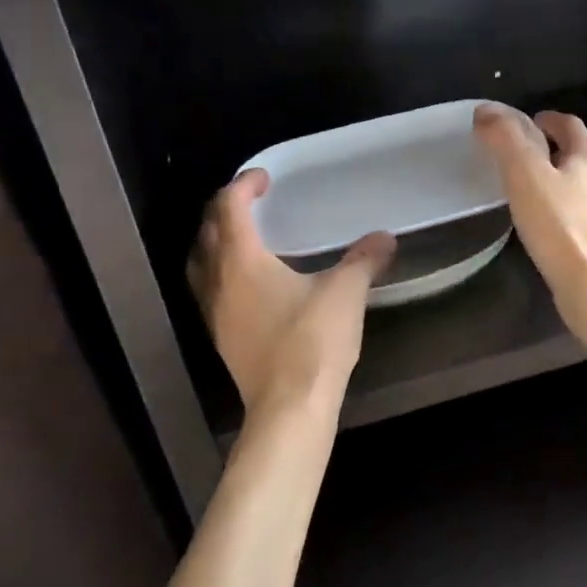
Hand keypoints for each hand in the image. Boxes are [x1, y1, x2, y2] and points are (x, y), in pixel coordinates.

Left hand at [187, 169, 395, 412]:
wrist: (289, 407)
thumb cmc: (313, 341)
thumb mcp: (346, 293)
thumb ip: (364, 260)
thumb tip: (385, 238)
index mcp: (242, 261)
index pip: (229, 207)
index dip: (243, 186)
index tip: (264, 178)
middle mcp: (218, 281)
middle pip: (207, 233)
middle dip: (224, 210)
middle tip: (251, 203)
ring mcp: (214, 313)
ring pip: (201, 264)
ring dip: (215, 243)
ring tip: (241, 239)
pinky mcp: (221, 338)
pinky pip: (209, 291)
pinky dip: (221, 274)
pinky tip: (248, 286)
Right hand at [473, 105, 586, 329]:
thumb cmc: (560, 225)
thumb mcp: (525, 174)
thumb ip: (505, 140)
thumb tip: (486, 111)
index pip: (570, 125)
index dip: (547, 120)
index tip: (528, 122)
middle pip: (578, 155)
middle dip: (553, 150)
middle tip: (521, 156)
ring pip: (580, 187)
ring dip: (557, 182)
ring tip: (528, 192)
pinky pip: (579, 218)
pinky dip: (561, 213)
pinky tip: (544, 228)